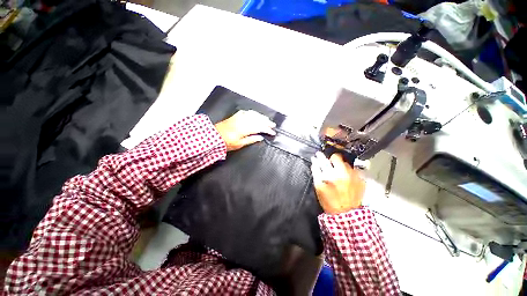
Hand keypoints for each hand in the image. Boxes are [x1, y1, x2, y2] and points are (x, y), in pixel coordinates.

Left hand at [215, 110, 276, 151]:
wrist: (214, 136)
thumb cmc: (226, 142)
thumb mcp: (239, 144)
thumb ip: (251, 140)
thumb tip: (261, 137)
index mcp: (244, 129)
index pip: (260, 127)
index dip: (267, 130)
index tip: (273, 132)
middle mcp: (243, 121)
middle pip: (258, 120)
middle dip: (267, 122)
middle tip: (273, 125)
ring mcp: (239, 117)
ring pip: (254, 114)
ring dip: (262, 117)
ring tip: (267, 120)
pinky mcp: (236, 115)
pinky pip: (247, 112)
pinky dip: (254, 113)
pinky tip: (256, 115)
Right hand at [311, 152, 365, 214]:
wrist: (346, 214)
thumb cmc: (329, 201)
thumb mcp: (319, 187)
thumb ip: (316, 172)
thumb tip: (314, 162)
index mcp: (333, 175)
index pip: (324, 161)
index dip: (320, 157)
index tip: (318, 155)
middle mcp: (345, 173)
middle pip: (337, 158)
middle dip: (332, 160)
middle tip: (329, 166)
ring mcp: (355, 176)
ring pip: (346, 164)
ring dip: (340, 166)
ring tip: (338, 174)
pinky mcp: (361, 180)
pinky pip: (354, 170)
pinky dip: (348, 172)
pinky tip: (346, 179)